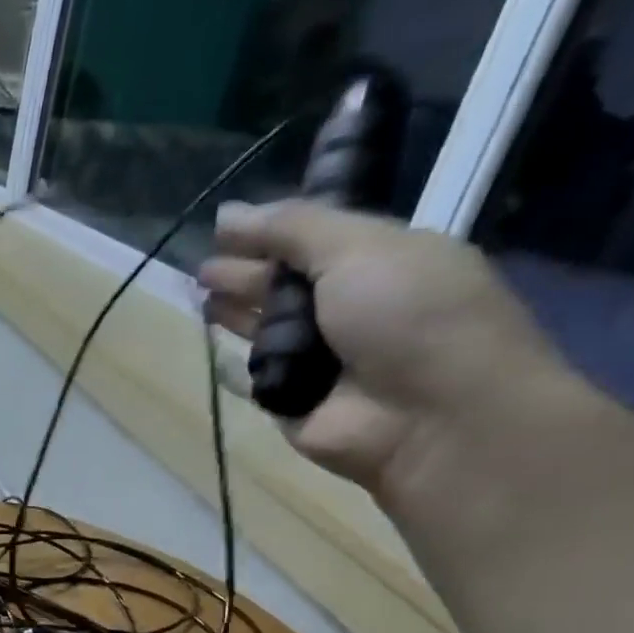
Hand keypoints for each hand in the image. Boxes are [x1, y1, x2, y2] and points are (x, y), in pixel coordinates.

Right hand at [199, 201, 571, 496]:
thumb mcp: (359, 248)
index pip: (314, 240)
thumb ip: (291, 228)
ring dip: (234, 315)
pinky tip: (210, 351)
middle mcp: (349, 309)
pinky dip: (231, 368)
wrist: (434, 418)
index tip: (224, 228)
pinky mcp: (291, 403)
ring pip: (264, 331)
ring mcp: (320, 361)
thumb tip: (226, 214)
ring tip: (199, 298)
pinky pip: (251, 381)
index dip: (271, 232)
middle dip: (244, 274)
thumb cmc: (410, 316)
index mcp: (380, 262)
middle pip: (284, 286)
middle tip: (201, 268)